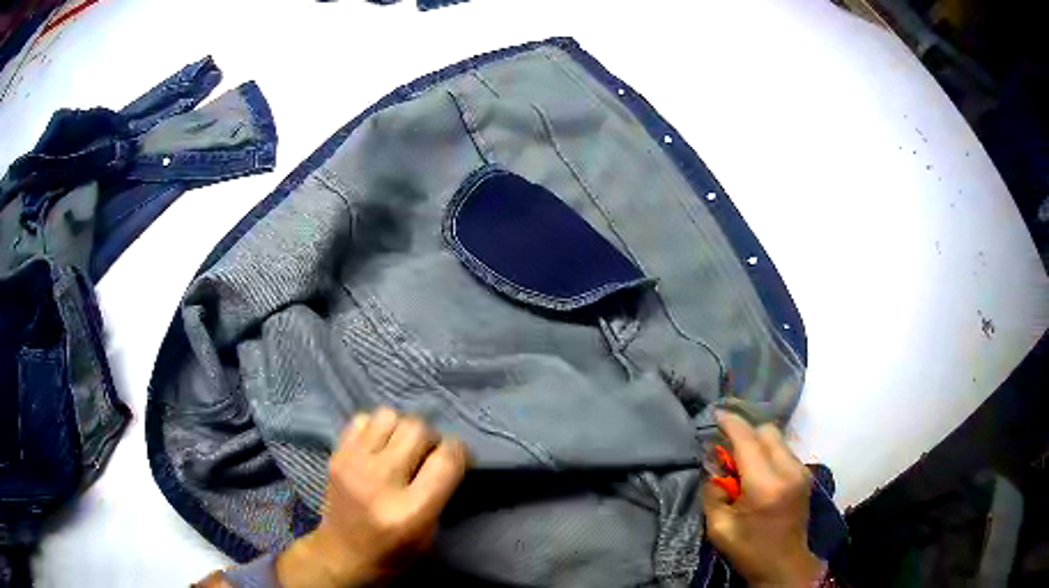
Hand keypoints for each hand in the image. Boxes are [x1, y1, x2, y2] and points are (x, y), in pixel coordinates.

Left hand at [277, 407, 469, 586]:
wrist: (342, 554)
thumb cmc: (394, 551)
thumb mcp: (430, 531)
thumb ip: (441, 490)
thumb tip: (449, 452)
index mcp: (410, 511)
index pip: (446, 460)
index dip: (460, 451)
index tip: (460, 458)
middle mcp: (380, 482)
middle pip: (418, 429)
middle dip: (432, 438)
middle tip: (428, 455)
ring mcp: (353, 464)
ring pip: (390, 415)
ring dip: (403, 428)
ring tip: (402, 448)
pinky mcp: (336, 455)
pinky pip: (363, 418)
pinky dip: (376, 427)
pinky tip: (379, 446)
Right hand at [702, 411, 822, 587]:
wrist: (784, 564)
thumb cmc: (749, 549)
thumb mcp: (719, 527)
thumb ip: (713, 491)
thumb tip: (712, 463)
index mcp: (765, 486)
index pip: (748, 440)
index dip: (731, 423)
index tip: (716, 415)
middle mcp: (788, 471)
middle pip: (767, 431)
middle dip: (745, 432)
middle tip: (726, 446)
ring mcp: (801, 471)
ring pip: (777, 438)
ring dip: (757, 442)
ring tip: (741, 461)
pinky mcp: (805, 475)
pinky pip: (784, 450)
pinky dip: (768, 451)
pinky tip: (757, 470)